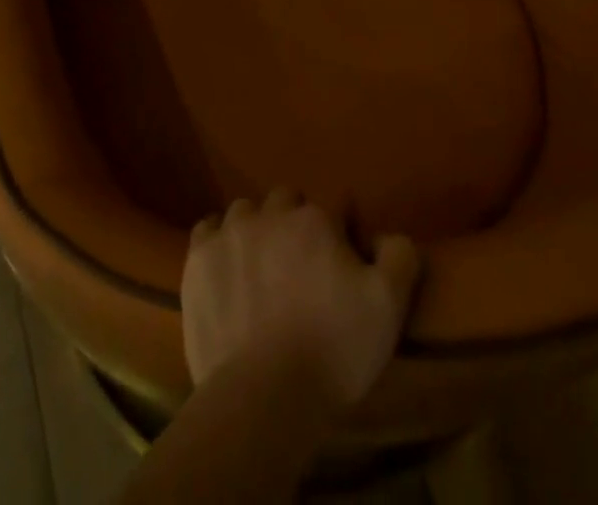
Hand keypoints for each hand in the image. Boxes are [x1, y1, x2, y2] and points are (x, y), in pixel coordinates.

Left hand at [183, 190, 419, 412]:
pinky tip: (225, 265)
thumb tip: (383, 237)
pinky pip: (208, 230)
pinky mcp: (199, 258)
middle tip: (300, 266)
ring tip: (261, 265)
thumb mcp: (388, 307)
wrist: (263, 395)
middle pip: (286, 201)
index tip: (341, 261)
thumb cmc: (333, 350)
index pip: (333, 205)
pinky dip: (218, 241)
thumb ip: (398, 257)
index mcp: (316, 219)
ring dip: (256, 228)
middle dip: (295, 223)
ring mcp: (230, 232)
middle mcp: (271, 213)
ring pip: (246, 211)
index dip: (340, 231)